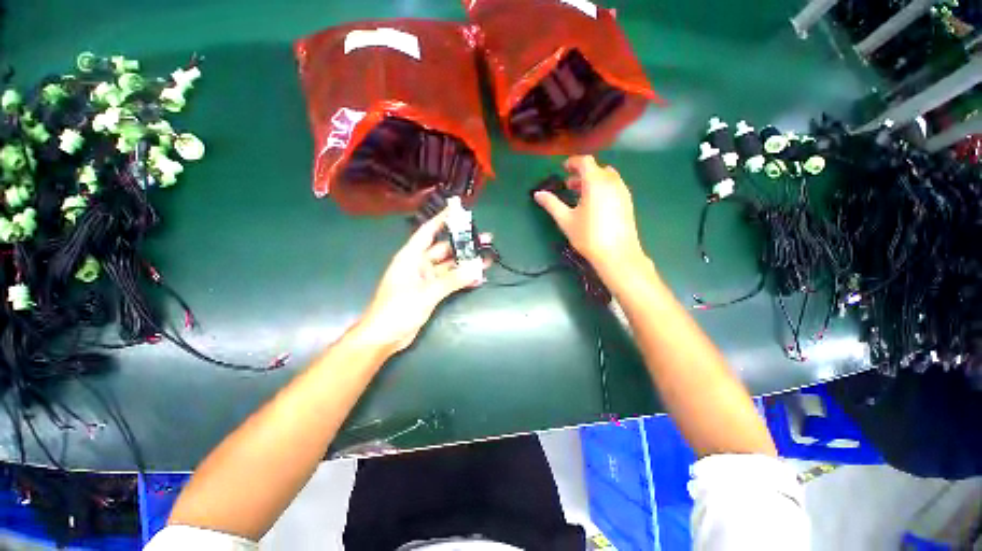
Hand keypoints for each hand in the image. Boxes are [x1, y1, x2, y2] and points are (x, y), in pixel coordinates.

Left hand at [356, 209, 489, 354]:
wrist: (384, 337)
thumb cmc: (398, 310)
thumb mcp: (427, 293)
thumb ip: (453, 280)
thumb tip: (477, 268)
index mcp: (411, 257)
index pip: (428, 232)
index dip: (443, 219)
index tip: (459, 210)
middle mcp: (419, 264)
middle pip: (444, 249)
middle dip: (463, 244)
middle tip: (485, 238)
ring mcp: (425, 279)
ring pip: (449, 266)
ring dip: (466, 262)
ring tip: (487, 257)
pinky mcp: (430, 292)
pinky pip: (449, 281)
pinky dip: (462, 279)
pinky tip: (477, 277)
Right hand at [534, 155, 644, 270]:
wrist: (617, 254)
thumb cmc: (588, 236)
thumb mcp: (566, 220)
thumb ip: (552, 204)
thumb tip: (538, 194)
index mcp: (595, 182)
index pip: (585, 162)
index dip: (573, 162)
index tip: (563, 169)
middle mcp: (611, 182)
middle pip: (596, 169)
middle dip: (581, 173)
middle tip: (569, 185)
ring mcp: (622, 191)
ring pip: (606, 177)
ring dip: (592, 180)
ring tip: (580, 195)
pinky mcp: (628, 202)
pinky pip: (614, 186)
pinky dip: (602, 187)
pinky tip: (595, 205)